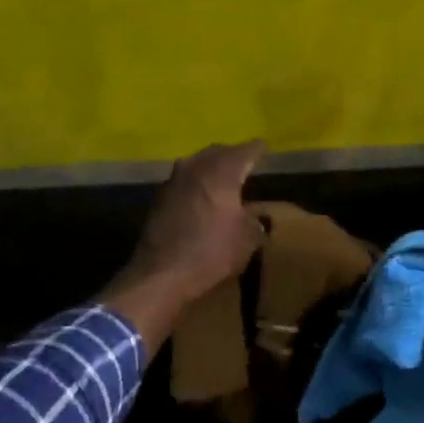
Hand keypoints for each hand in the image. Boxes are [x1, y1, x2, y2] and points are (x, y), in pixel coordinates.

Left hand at [99, 141, 267, 348]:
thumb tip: (255, 216)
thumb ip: (256, 221)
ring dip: (210, 169)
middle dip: (232, 155)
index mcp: (222, 171)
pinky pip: (183, 181)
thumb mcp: (248, 240)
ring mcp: (173, 180)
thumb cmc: (212, 252)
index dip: (258, 149)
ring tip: (223, 179)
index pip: (246, 150)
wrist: (161, 273)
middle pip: (217, 152)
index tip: (265, 149)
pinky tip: (201, 197)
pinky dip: (195, 184)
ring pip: (197, 164)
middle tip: (244, 162)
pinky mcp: (158, 198)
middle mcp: (195, 167)